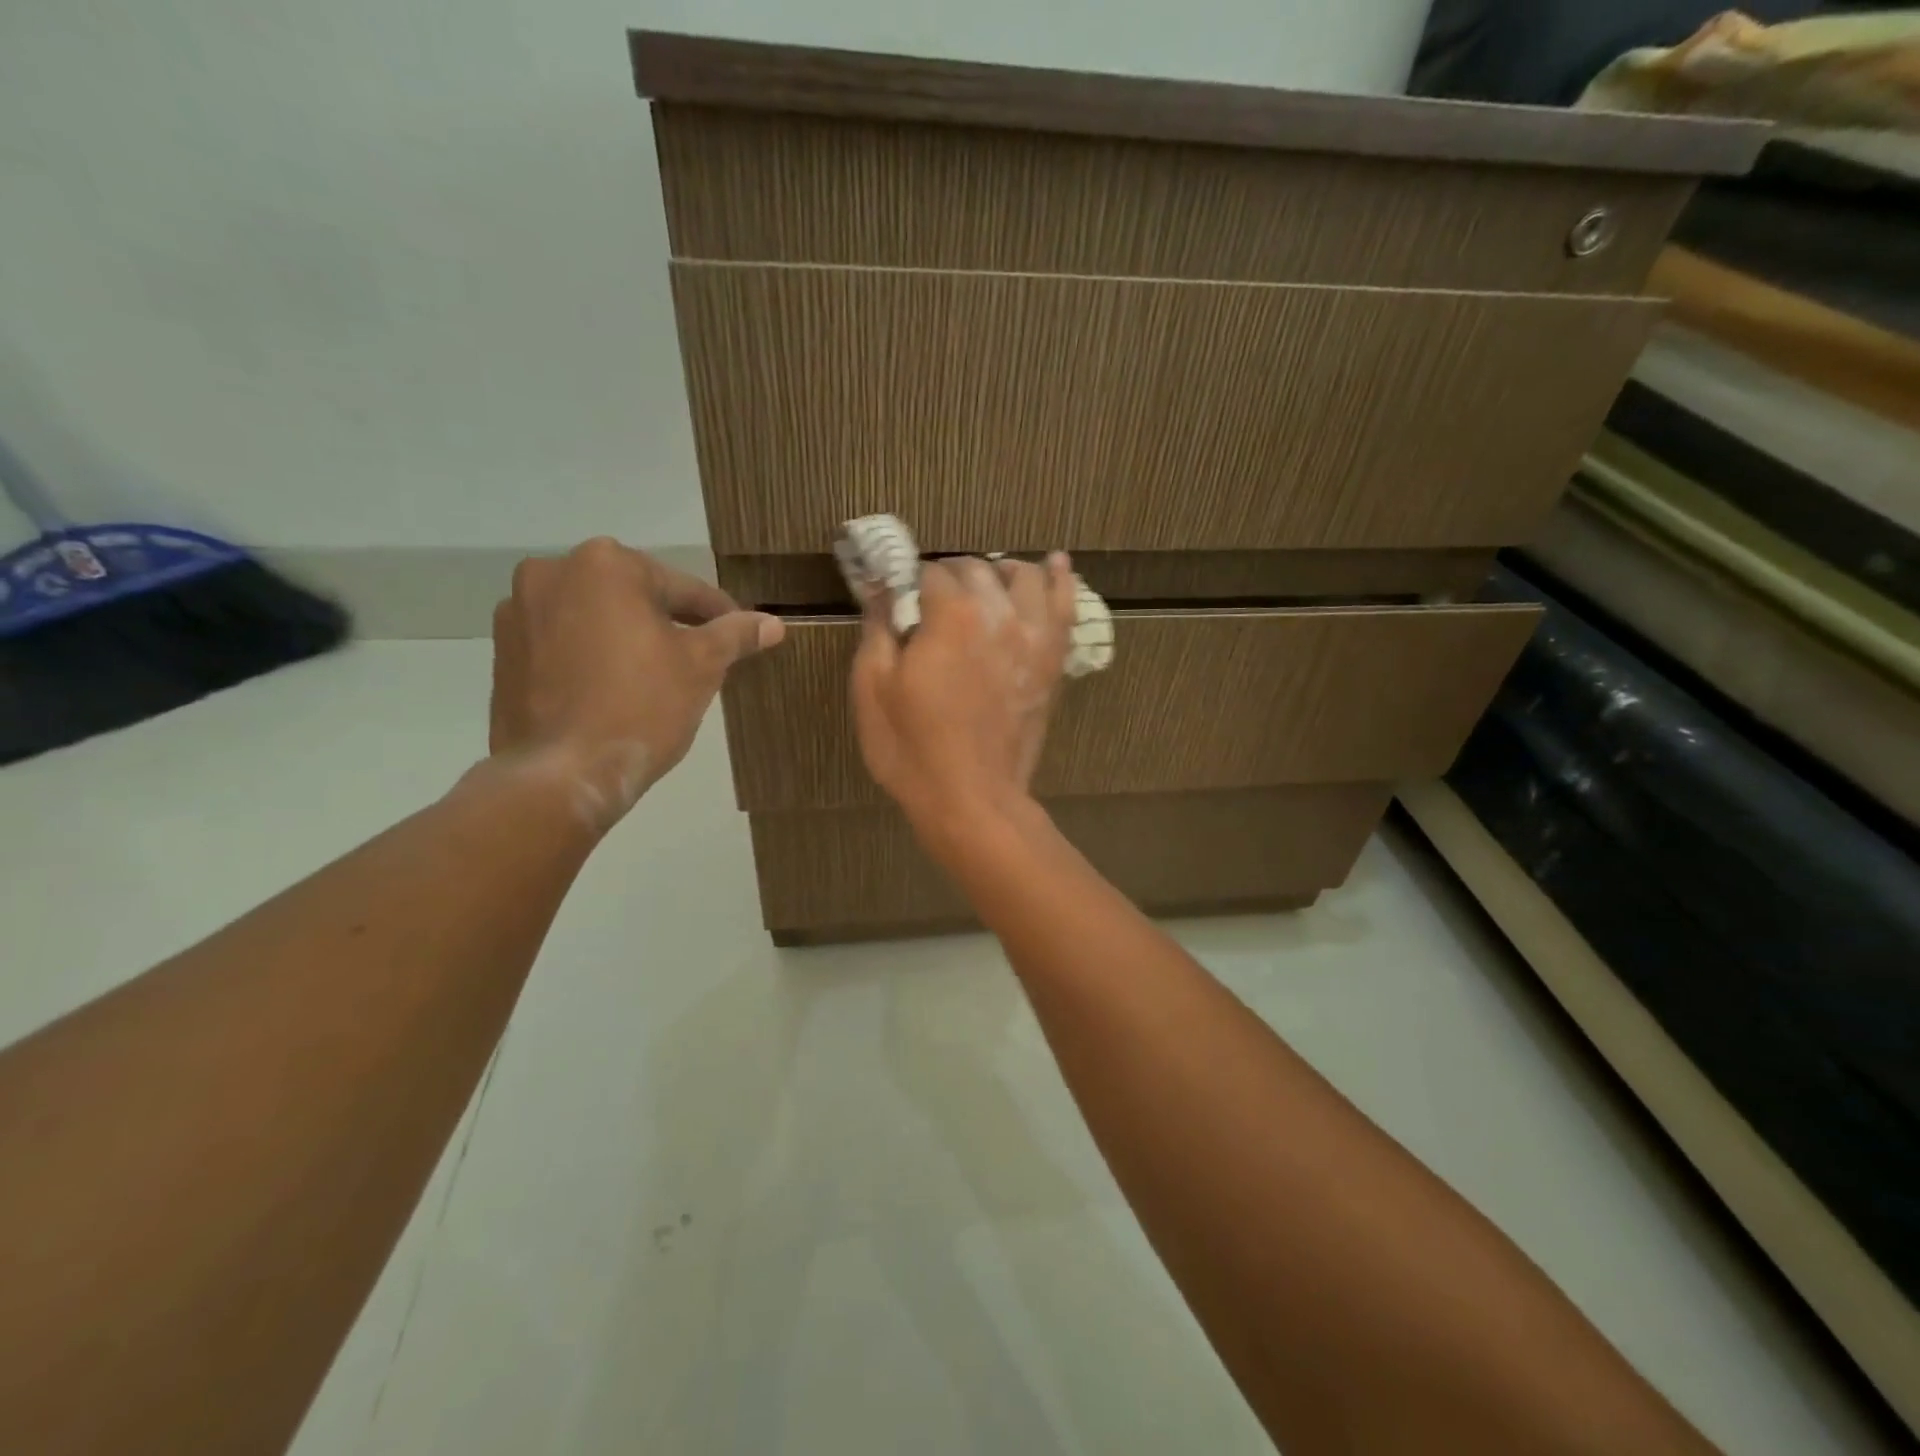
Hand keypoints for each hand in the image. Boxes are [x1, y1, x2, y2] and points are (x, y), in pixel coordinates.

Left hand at [488, 538, 782, 830]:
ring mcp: (518, 611)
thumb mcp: (702, 667)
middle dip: (669, 624)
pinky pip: (564, 641)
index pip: (683, 588)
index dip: (719, 616)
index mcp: (606, 564)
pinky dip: (591, 655)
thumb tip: (774, 624)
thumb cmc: (641, 708)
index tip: (742, 637)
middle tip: (700, 659)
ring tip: (655, 677)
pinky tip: (612, 689)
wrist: (561, 774)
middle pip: (635, 596)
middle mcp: (553, 572)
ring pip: (596, 617)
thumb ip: (736, 635)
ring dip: (628, 637)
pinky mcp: (502, 650)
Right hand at [851, 554, 1076, 847]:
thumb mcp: (874, 688)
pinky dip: (1060, 580)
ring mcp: (1033, 637)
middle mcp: (998, 613)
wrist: (972, 799)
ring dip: (1000, 572)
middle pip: (977, 569)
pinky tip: (1055, 563)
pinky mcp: (1054, 661)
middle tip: (934, 599)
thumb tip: (878, 587)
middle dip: (951, 575)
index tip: (902, 597)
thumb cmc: (913, 749)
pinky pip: (1066, 606)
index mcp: (950, 615)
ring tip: (985, 584)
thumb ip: (877, 627)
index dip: (912, 581)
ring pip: (1024, 577)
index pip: (931, 572)